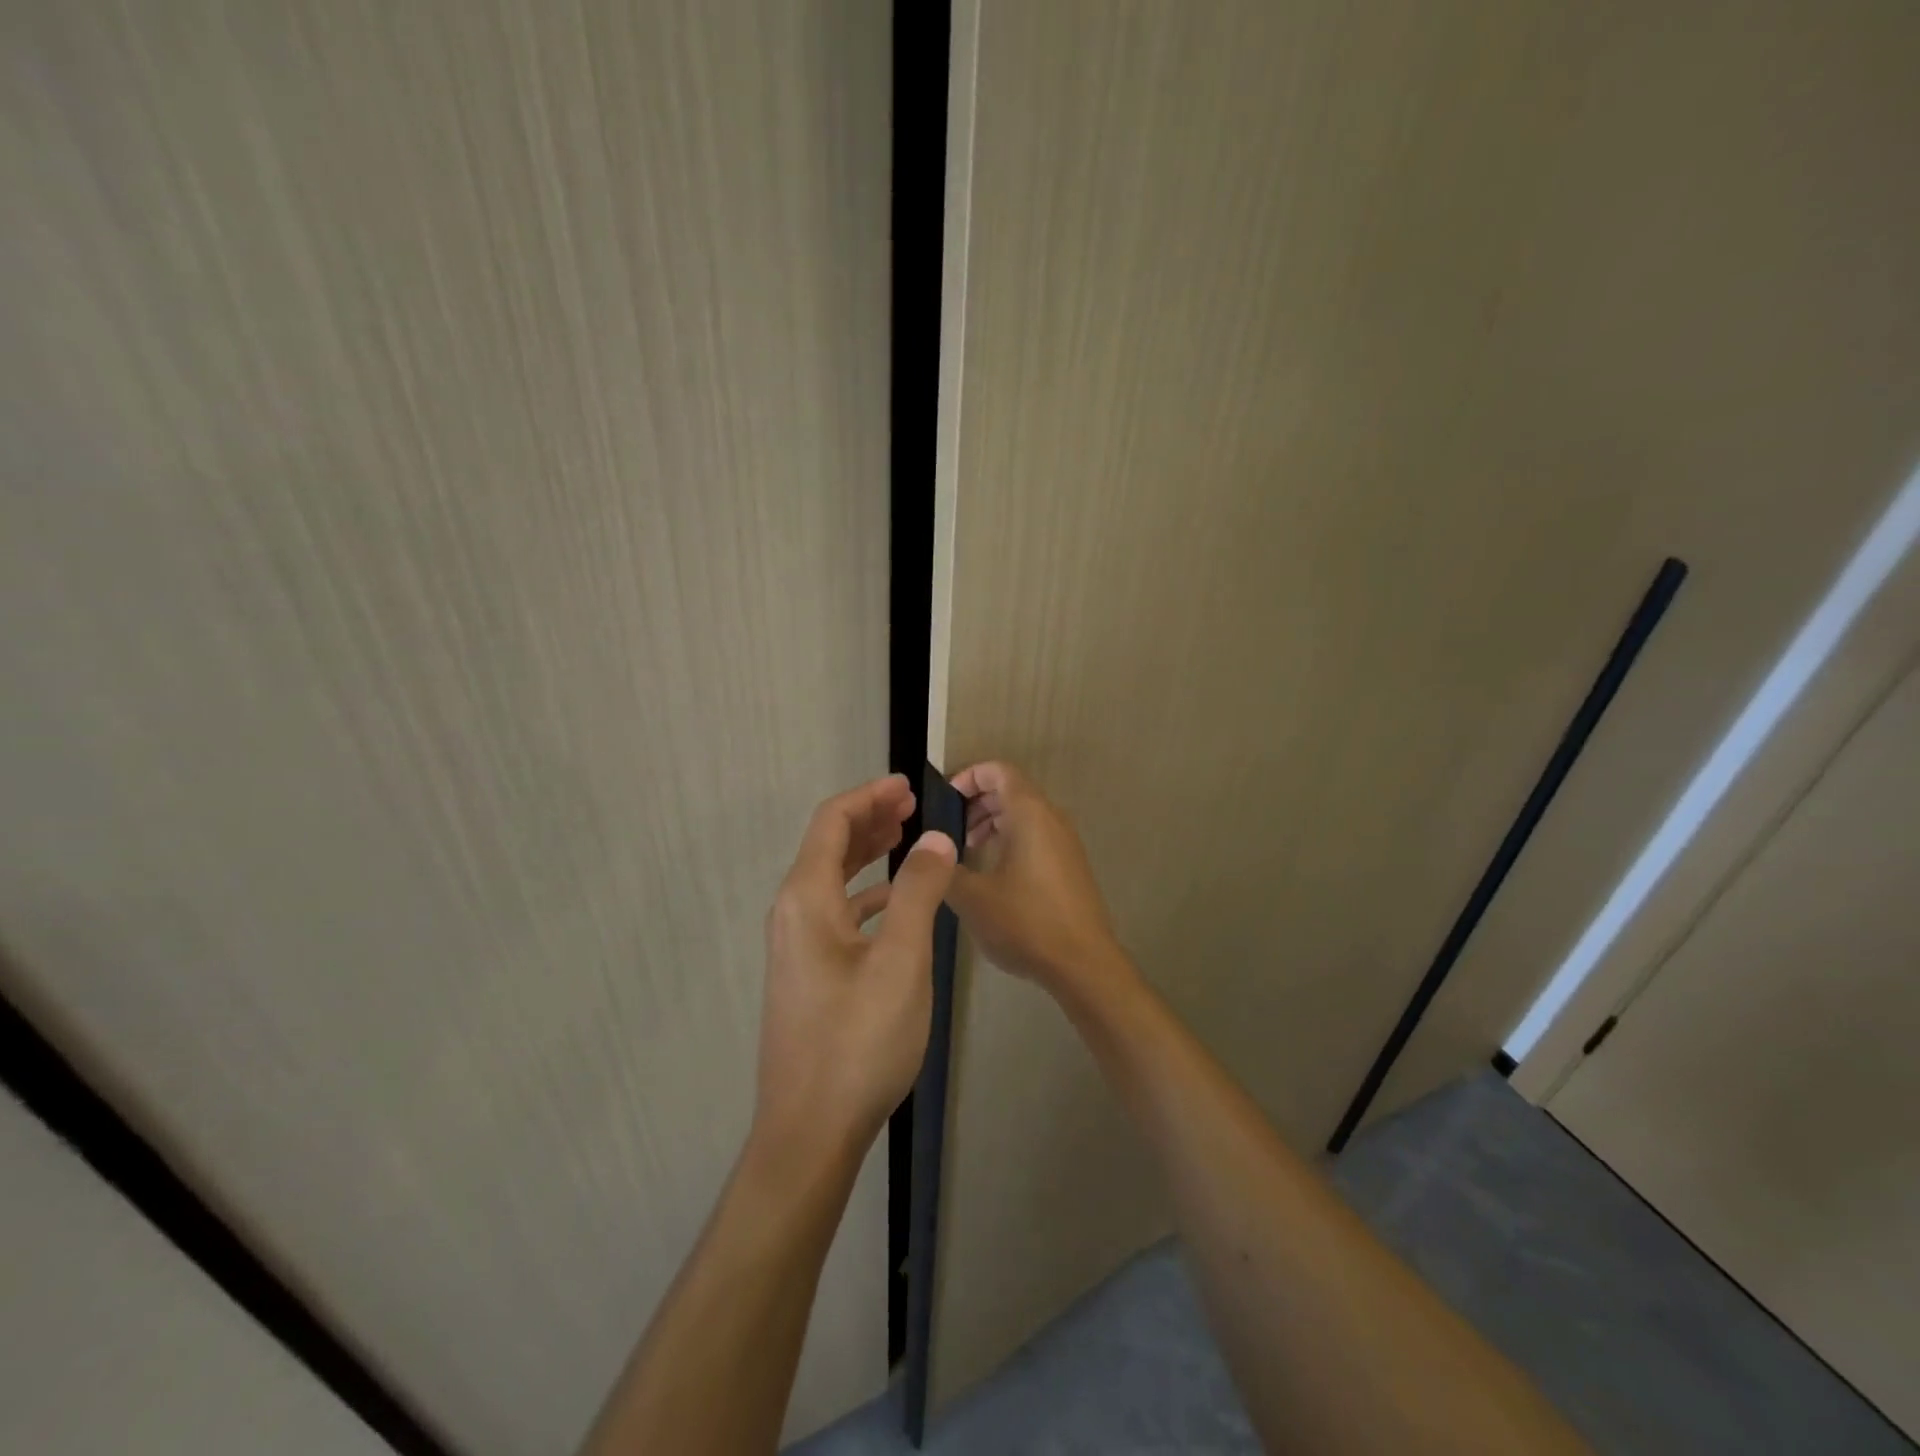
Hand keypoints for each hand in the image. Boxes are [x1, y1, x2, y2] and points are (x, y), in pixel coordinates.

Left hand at [754, 774, 957, 1160]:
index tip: (908, 785)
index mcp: (807, 898)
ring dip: (867, 853)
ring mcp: (796, 945)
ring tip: (907, 840)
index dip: (869, 795)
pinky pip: (837, 911)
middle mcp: (793, 913)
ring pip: (832, 878)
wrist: (810, 1130)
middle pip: (828, 845)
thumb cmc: (858, 1040)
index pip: (832, 821)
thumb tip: (934, 838)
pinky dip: (866, 893)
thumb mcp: (902, 961)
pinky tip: (897, 903)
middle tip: (913, 805)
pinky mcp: (808, 972)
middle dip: (870, 819)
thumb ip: (919, 892)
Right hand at [946, 762, 1129, 1002]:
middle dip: (976, 803)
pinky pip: (1036, 835)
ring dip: (992, 822)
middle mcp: (1051, 818)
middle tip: (949, 831)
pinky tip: (993, 874)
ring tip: (967, 851)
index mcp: (1029, 814)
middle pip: (1011, 790)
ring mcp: (1065, 842)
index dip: (968, 776)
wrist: (1083, 964)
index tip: (944, 801)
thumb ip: (945, 869)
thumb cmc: (1026, 922)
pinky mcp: (1070, 865)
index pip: (998, 770)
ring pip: (1024, 814)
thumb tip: (931, 854)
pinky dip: (1011, 839)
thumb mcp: (972, 897)